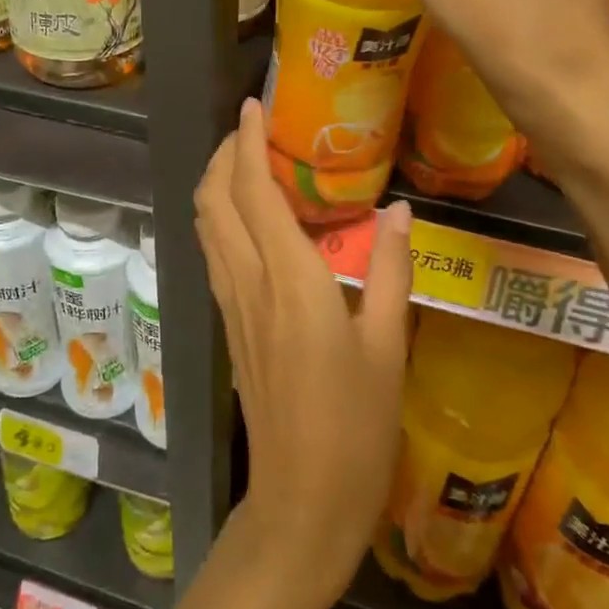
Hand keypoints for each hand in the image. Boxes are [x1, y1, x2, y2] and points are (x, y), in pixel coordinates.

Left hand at [195, 99, 413, 608]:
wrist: (300, 502)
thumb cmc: (357, 430)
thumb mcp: (390, 348)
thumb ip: (394, 271)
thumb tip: (402, 211)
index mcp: (291, 281)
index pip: (254, 191)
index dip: (247, 142)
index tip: (253, 105)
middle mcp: (249, 283)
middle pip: (214, 200)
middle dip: (224, 155)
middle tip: (251, 129)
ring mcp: (232, 305)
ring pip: (206, 225)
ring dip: (218, 184)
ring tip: (249, 162)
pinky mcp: (231, 325)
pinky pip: (216, 253)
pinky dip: (223, 218)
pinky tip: (253, 220)